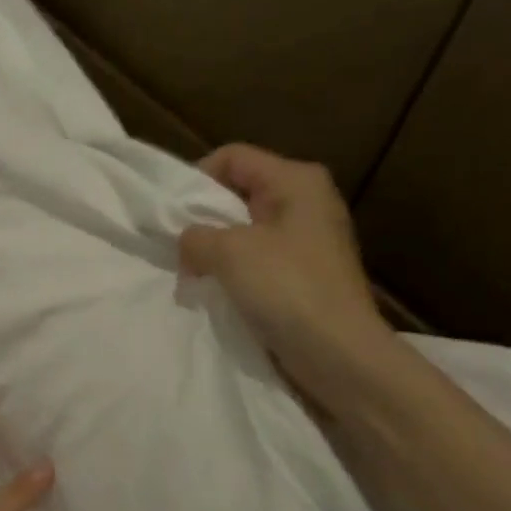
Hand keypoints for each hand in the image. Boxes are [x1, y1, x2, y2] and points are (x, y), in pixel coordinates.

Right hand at [179, 144, 399, 412]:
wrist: (338, 353)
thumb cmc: (287, 289)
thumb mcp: (229, 253)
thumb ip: (196, 237)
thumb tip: (188, 243)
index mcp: (296, 181)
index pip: (232, 157)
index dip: (196, 179)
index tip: (173, 216)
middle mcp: (306, 202)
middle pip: (238, 192)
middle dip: (204, 219)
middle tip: (179, 248)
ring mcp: (308, 240)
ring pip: (245, 230)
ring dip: (216, 251)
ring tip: (194, 275)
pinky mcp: (304, 274)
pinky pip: (258, 260)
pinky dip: (234, 272)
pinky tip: (219, 293)